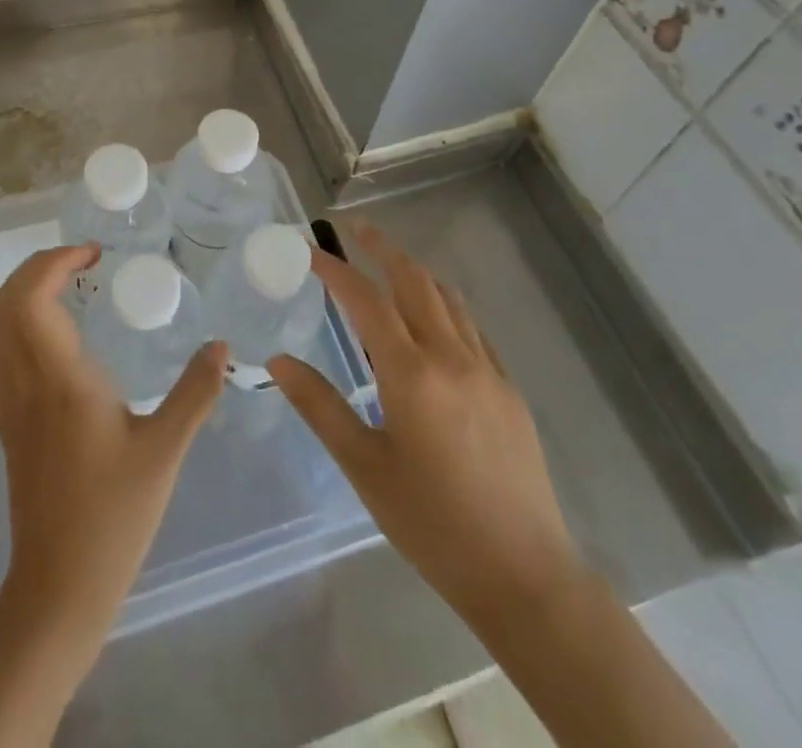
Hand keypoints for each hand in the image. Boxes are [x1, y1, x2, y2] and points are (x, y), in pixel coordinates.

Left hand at [0, 244, 225, 642]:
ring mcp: (7, 403)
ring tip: (67, 285)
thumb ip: (195, 392)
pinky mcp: (4, 423)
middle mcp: (23, 382)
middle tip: (82, 261)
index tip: (94, 255)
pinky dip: (15, 321)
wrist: (58, 586)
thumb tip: (222, 345)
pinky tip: (50, 333)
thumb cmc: (113, 515)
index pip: (32, 298)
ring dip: (23, 291)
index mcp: (59, 379)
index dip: (55, 262)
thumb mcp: (165, 450)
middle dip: (37, 267)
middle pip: (6, 303)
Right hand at [269, 218, 582, 630]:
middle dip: (382, 248)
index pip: (366, 301)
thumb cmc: (432, 524)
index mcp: (411, 373)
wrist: (523, 574)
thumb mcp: (365, 467)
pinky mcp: (509, 389)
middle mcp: (451, 357)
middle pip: (414, 281)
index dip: (336, 269)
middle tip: (356, 228)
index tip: (311, 249)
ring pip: (448, 299)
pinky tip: (436, 320)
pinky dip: (446, 306)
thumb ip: (320, 407)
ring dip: (416, 272)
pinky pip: (473, 329)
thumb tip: (278, 361)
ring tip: (390, 262)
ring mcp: (487, 370)